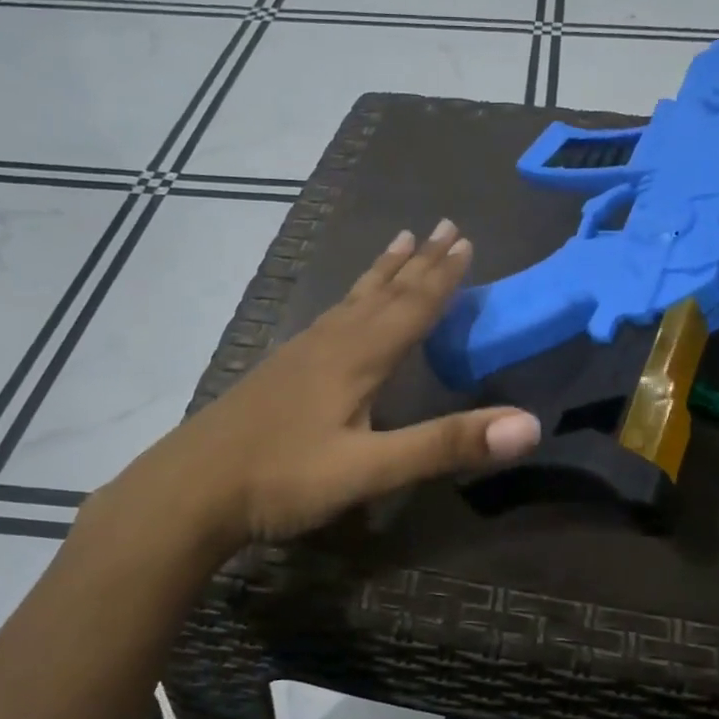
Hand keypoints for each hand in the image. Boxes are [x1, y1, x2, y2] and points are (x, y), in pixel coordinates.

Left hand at [94, 221, 540, 549]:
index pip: (411, 306)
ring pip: (351, 301)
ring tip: (398, 242)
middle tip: (443, 226)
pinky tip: (342, 312)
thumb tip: (529, 424)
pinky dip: (351, 299)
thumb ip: (445, 445)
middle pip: (382, 293)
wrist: (188, 492)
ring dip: (382, 272)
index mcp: (357, 358)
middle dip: (417, 262)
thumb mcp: (370, 469)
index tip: (464, 240)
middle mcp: (330, 343)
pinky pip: (330, 318)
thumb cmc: (282, 479)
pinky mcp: (278, 372)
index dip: (441, 275)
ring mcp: (299, 355)